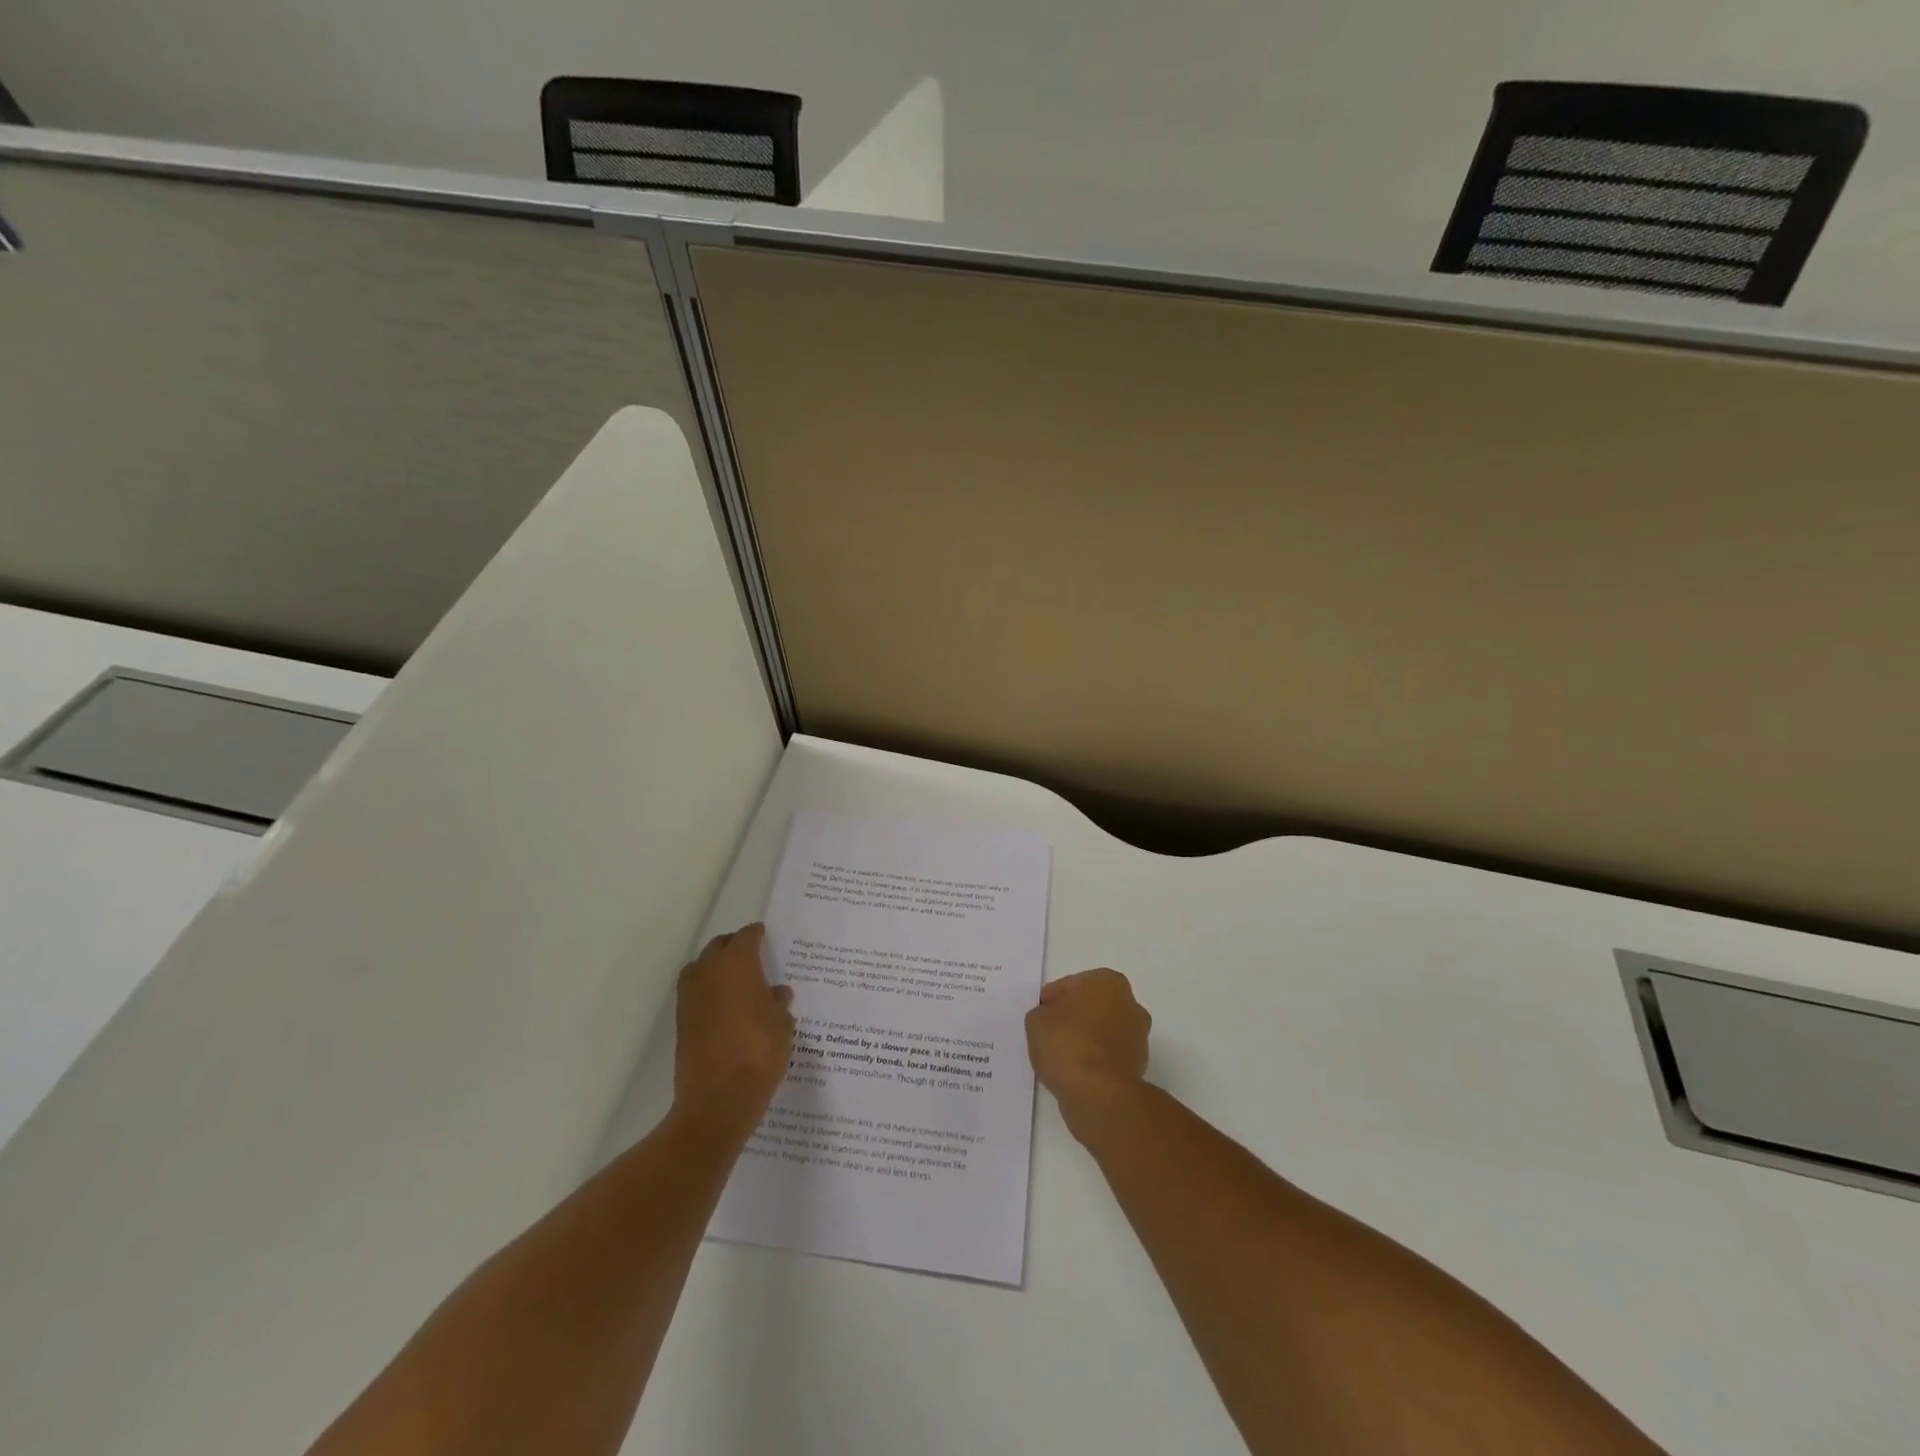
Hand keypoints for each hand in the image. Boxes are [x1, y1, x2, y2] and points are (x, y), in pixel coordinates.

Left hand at [673, 924, 794, 1132]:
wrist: (717, 1100)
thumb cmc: (759, 1052)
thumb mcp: (783, 1025)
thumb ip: (778, 1003)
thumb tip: (776, 993)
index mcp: (737, 963)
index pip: (747, 937)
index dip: (758, 935)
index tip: (767, 937)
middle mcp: (709, 971)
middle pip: (719, 947)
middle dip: (735, 947)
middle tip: (754, 957)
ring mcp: (690, 997)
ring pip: (702, 968)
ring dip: (717, 969)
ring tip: (738, 982)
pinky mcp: (681, 1022)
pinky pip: (696, 993)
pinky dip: (709, 992)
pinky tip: (727, 1008)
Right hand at [1026, 968, 1151, 1134]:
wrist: (1099, 1094)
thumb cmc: (1067, 1044)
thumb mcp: (1036, 1020)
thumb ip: (1043, 1013)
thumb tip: (1052, 1020)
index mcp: (1108, 982)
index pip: (1070, 986)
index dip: (1050, 1001)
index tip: (1039, 1017)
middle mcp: (1130, 1004)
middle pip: (1090, 1007)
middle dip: (1073, 1019)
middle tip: (1049, 1035)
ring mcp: (1138, 1037)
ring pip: (1101, 1033)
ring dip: (1085, 1041)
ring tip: (1060, 1058)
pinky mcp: (1138, 1067)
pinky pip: (1107, 1057)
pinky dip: (1094, 1062)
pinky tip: (1075, 1073)